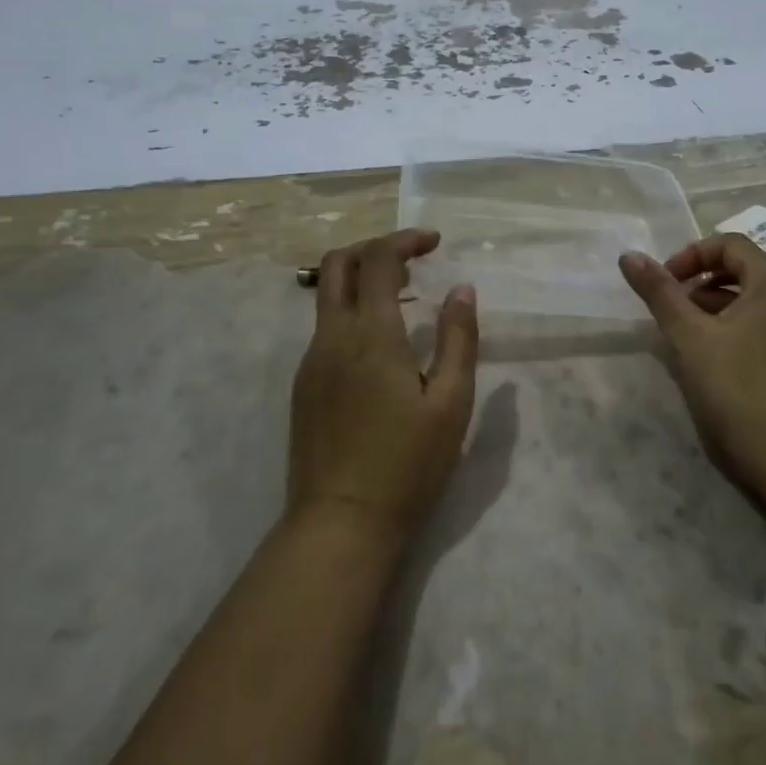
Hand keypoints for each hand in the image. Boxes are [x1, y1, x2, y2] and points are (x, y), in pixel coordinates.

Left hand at [288, 229, 479, 542]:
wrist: (340, 524)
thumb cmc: (407, 465)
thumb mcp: (451, 404)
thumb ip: (459, 339)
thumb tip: (462, 289)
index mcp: (371, 335)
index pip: (379, 260)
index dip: (406, 240)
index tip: (435, 242)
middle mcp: (332, 337)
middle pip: (338, 263)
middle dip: (374, 248)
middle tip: (412, 259)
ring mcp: (311, 361)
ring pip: (326, 294)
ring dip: (362, 279)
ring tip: (404, 298)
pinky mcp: (303, 384)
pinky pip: (325, 327)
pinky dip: (352, 311)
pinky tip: (381, 343)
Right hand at [619, 233, 765, 482]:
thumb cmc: (735, 383)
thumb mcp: (688, 335)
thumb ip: (659, 292)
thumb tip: (629, 256)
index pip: (731, 245)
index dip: (693, 255)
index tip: (667, 283)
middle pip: (748, 266)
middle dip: (708, 276)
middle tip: (681, 298)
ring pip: (757, 297)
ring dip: (720, 300)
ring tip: (689, 328)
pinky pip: (765, 323)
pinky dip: (737, 323)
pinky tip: (712, 353)